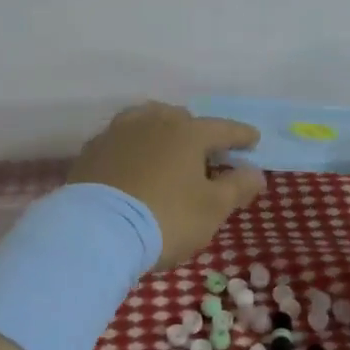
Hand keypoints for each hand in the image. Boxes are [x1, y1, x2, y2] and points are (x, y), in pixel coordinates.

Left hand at [67, 103, 264, 268]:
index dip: (240, 135)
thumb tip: (255, 172)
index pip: (222, 128)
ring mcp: (119, 132)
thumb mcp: (212, 209)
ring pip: (148, 121)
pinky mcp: (93, 149)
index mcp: (187, 132)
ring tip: (168, 149)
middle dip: (198, 131)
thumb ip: (237, 187)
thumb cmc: (165, 218)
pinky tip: (134, 162)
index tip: (253, 140)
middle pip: (182, 119)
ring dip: (163, 132)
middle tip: (206, 151)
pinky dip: (134, 146)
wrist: (96, 230)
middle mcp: (153, 121)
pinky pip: (122, 139)